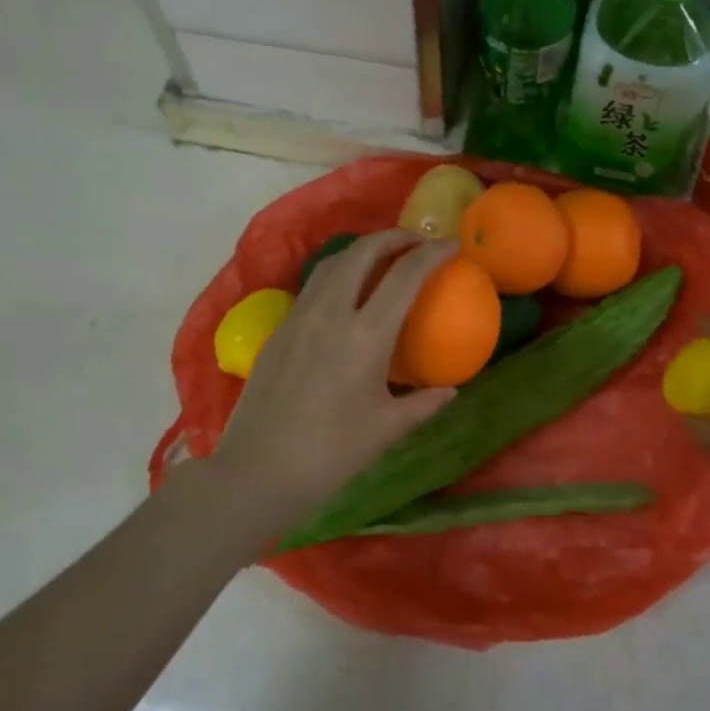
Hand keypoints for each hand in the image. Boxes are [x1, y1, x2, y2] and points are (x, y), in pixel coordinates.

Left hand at [194, 230, 458, 543]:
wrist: (258, 472)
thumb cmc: (331, 454)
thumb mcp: (386, 429)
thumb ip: (423, 403)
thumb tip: (450, 390)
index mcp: (365, 337)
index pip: (404, 277)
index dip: (432, 254)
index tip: (452, 246)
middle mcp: (330, 315)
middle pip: (362, 253)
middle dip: (393, 238)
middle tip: (416, 241)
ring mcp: (299, 319)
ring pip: (331, 264)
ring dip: (361, 250)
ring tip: (382, 258)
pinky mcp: (278, 331)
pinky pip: (312, 287)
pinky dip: (337, 274)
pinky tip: (346, 296)